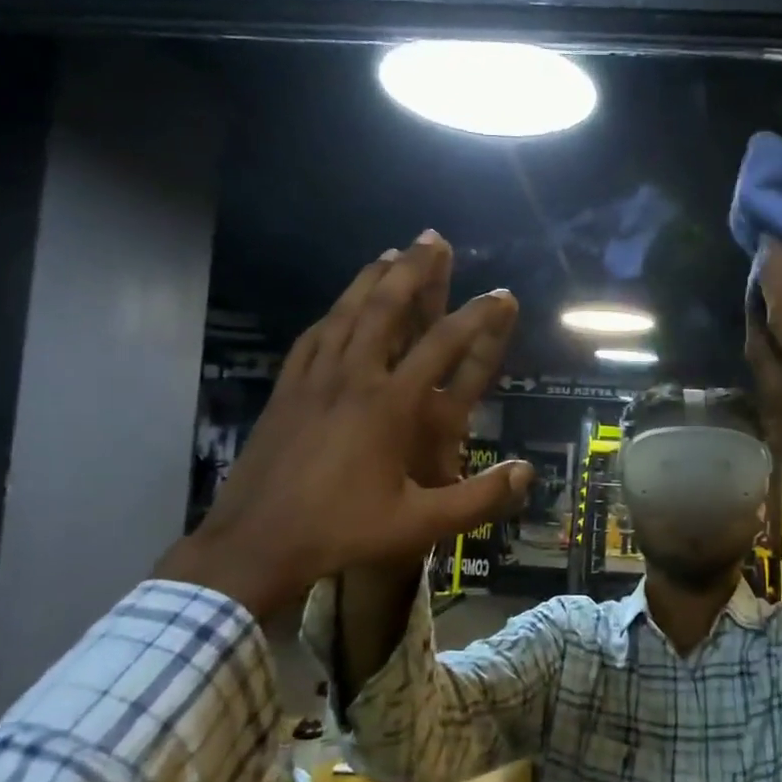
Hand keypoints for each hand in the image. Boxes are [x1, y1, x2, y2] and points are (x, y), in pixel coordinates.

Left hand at [155, 234, 532, 617]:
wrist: (254, 544)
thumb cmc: (341, 531)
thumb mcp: (419, 524)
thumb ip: (478, 499)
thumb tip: (527, 473)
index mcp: (388, 405)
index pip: (442, 346)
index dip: (476, 317)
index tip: (500, 295)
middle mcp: (352, 378)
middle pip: (385, 309)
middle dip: (413, 270)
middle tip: (432, 238)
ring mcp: (313, 380)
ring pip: (345, 314)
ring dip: (370, 279)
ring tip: (390, 254)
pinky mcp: (286, 390)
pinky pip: (313, 337)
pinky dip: (333, 313)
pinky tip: (339, 308)